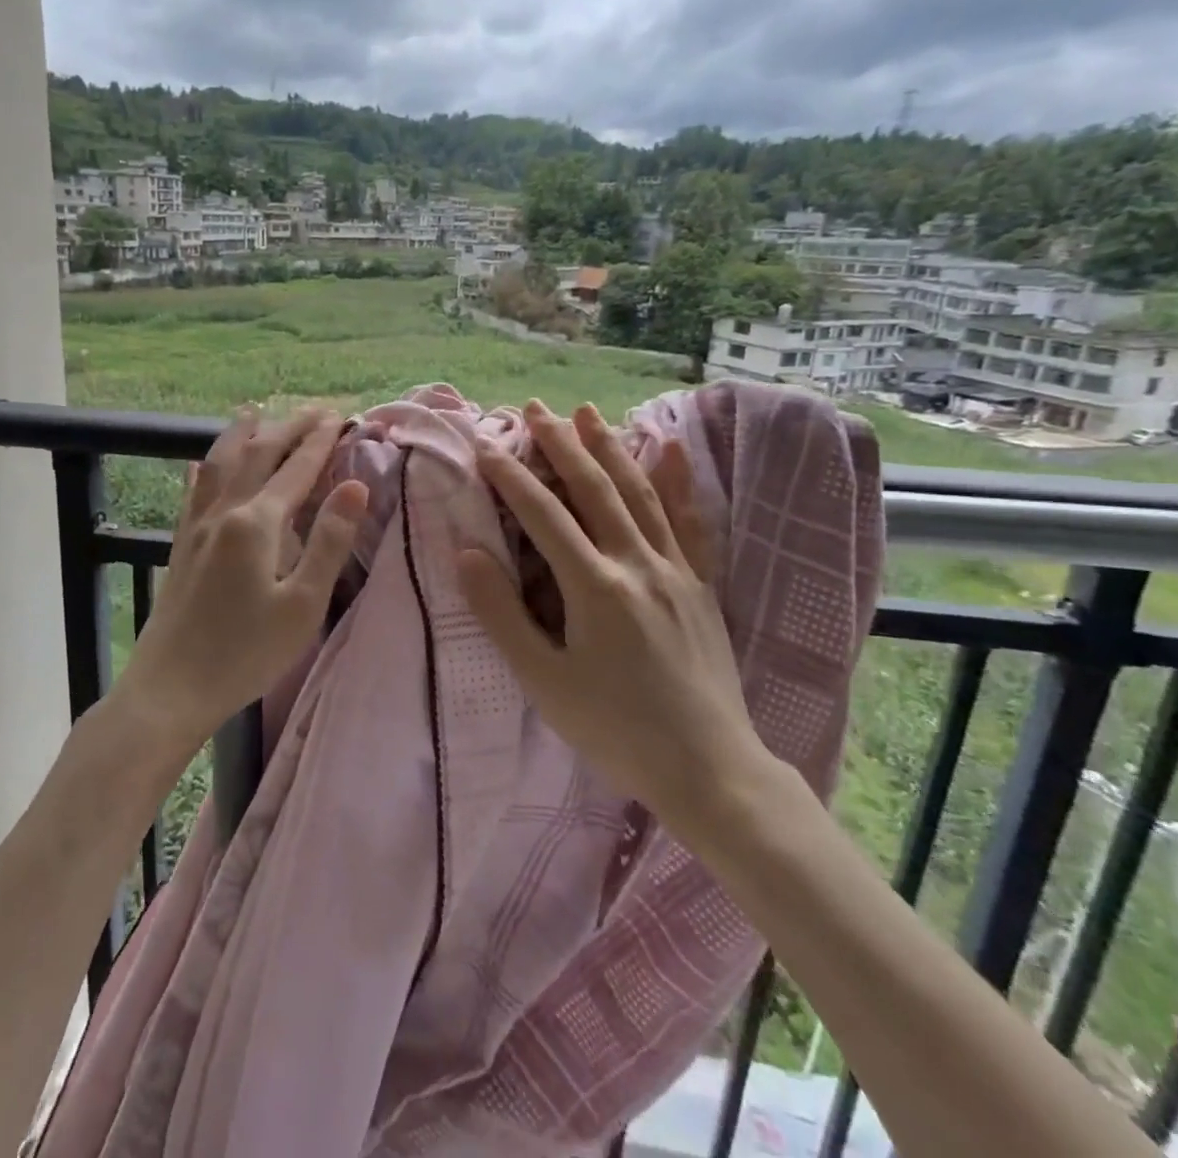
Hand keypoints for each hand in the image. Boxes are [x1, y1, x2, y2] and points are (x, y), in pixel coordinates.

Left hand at [111, 406, 368, 756]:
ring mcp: (197, 527)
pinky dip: (205, 470)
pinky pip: (194, 492)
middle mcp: (224, 512)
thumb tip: (356, 487)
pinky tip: (201, 465)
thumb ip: (329, 541)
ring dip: (241, 434)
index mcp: (258, 523)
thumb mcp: (303, 605)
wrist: (171, 687)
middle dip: (287, 428)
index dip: (319, 441)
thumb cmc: (246, 653)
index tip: (338, 417)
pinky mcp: (181, 545)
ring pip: (220, 464)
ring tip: (253, 411)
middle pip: (257, 455)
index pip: (295, 469)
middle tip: (313, 410)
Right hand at [456, 400, 772, 839]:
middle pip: (593, 488)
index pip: (543, 514)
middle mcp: (637, 563)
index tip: (484, 444)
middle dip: (560, 444)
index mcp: (594, 586)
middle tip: (535, 407)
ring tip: (587, 413)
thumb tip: (468, 552)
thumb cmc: (615, 729)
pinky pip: (690, 520)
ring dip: (611, 448)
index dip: (509, 475)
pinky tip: (670, 448)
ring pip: (639, 493)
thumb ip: (502, 613)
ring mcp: (676, 570)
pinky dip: (677, 481)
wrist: (709, 769)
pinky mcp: (701, 584)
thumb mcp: (544, 681)